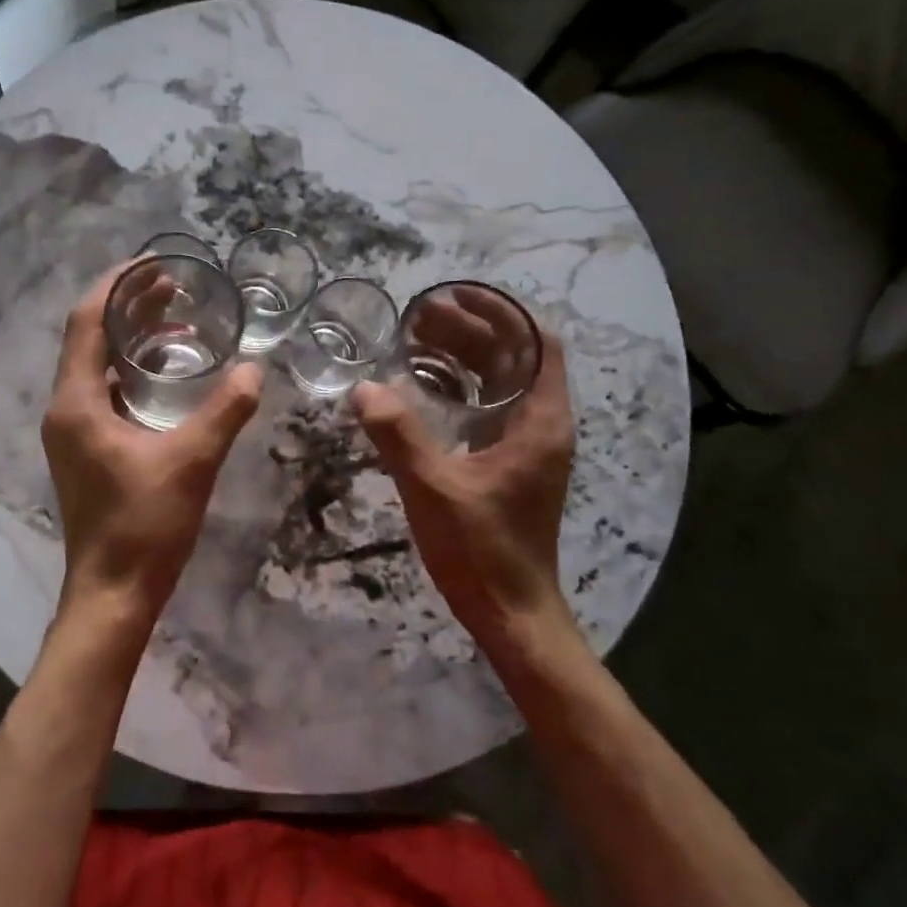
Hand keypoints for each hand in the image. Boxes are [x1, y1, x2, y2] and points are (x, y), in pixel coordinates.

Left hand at [41, 265, 262, 639]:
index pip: (87, 321)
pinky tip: (168, 374)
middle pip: (91, 339)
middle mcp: (65, 409)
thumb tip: (254, 369)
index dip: (117, 285)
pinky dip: (133, 372)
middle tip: (174, 286)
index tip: (152, 263)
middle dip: (129, 307)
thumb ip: (224, 411)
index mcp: (77, 402)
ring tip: (176, 319)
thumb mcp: (192, 461)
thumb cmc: (145, 525)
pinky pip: (105, 392)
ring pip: (97, 366)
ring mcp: (73, 431)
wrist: (112, 593)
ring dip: (131, 339)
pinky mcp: (85, 449)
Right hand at [352, 316, 577, 655]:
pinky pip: (488, 407)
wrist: (511, 611)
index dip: (502, 312)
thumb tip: (364, 388)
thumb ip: (399, 435)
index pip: (538, 343)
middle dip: (471, 330)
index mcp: (539, 421)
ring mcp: (527, 445)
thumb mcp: (435, 488)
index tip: (457, 294)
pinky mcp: (509, 463)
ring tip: (416, 340)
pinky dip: (460, 387)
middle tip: (419, 316)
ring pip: (500, 382)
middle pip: (514, 358)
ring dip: (464, 357)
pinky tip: (422, 386)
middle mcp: (541, 425)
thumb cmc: (482, 549)